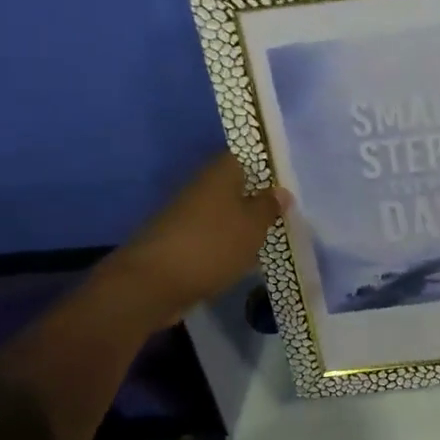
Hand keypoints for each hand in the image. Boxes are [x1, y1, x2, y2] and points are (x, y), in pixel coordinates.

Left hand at [103, 154, 285, 327]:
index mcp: (219, 173)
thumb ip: (269, 207)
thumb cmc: (212, 245)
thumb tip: (280, 191)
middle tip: (285, 213)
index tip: (288, 181)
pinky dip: (228, 244)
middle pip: (235, 185)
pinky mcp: (179, 241)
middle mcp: (201, 187)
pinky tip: (244, 259)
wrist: (152, 284)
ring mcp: (186, 214)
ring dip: (243, 224)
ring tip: (270, 238)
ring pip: (224, 212)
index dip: (267, 165)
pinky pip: (212, 236)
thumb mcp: (253, 226)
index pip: (246, 156)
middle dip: (258, 198)